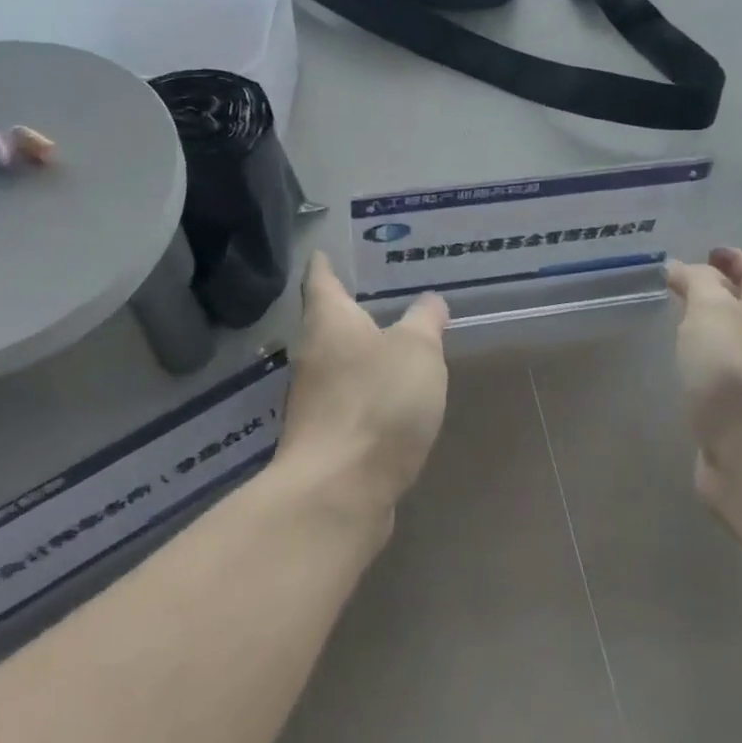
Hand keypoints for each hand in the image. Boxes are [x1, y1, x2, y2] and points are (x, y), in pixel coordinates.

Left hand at [279, 253, 450, 523]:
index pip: (320, 279)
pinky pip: (348, 401)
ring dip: (360, 354)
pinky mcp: (325, 439)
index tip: (324, 251)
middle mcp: (312, 356)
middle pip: (326, 323)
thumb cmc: (376, 403)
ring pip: (337, 364)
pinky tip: (392, 398)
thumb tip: (430, 302)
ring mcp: (313, 401)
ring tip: (393, 343)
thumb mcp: (416, 351)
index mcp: (328, 322)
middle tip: (380, 294)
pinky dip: (366, 393)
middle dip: (349, 310)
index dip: (324, 263)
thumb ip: (425, 322)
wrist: (338, 491)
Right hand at [667, 247, 741, 507]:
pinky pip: (718, 379)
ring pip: (732, 346)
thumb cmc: (734, 373)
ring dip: (709, 330)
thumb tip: (683, 267)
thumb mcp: (712, 312)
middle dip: (720, 293)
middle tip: (682, 284)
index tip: (708, 250)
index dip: (734, 259)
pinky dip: (701, 365)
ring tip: (676, 322)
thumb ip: (698, 284)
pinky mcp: (736, 418)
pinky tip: (681, 369)